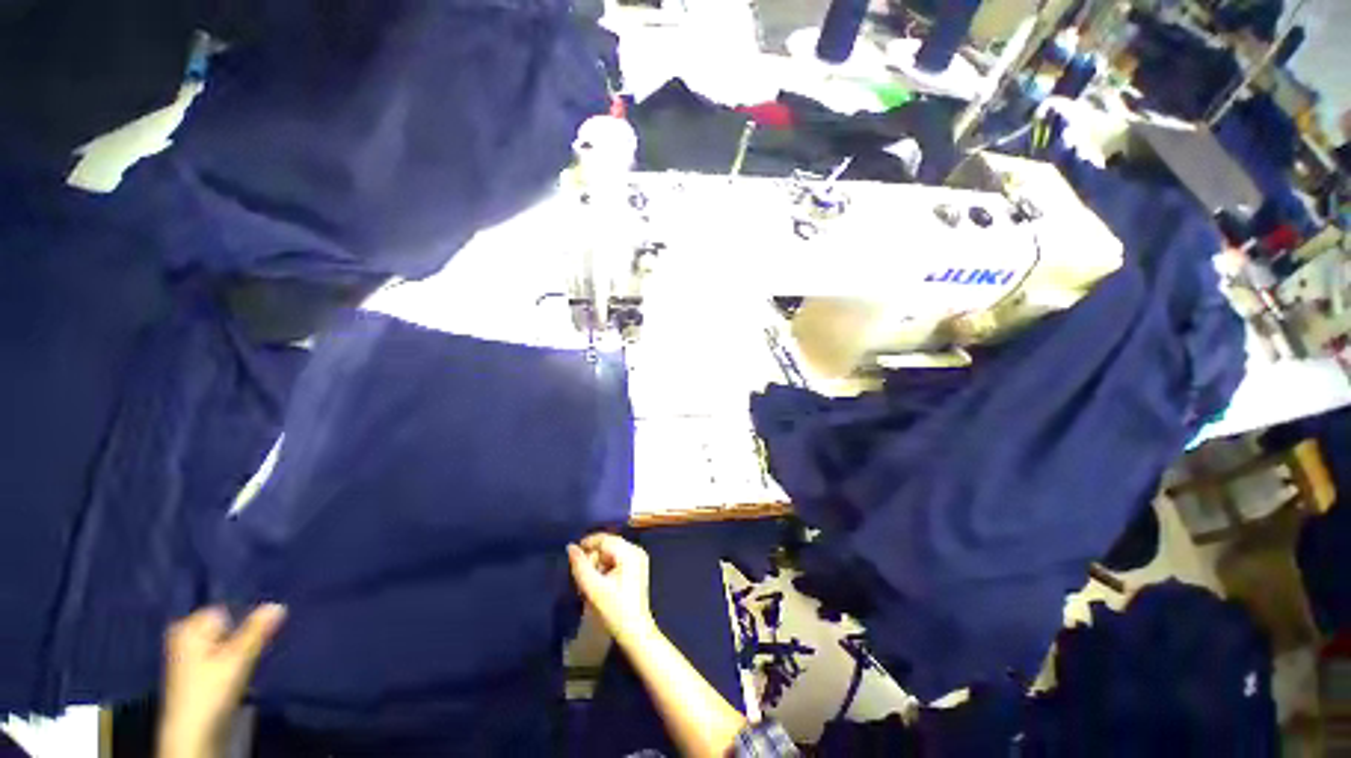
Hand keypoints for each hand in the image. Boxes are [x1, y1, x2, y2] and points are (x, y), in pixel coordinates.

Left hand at [158, 605, 285, 757]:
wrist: (193, 736)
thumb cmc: (210, 692)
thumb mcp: (238, 659)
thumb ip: (257, 631)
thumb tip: (279, 604)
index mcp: (188, 627)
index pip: (226, 608)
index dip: (248, 615)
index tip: (265, 626)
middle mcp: (184, 636)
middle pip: (225, 626)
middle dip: (245, 631)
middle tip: (264, 639)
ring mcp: (189, 658)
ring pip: (225, 643)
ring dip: (242, 648)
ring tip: (256, 657)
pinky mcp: (198, 675)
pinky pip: (222, 657)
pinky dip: (236, 661)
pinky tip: (245, 671)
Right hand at [568, 533, 654, 647]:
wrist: (635, 632)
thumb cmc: (615, 610)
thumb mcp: (593, 588)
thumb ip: (580, 566)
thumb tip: (571, 547)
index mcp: (629, 552)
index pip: (603, 539)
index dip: (586, 547)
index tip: (573, 562)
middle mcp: (636, 550)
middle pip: (607, 544)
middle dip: (592, 558)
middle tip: (582, 578)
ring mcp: (638, 558)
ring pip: (610, 552)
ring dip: (597, 564)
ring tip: (589, 584)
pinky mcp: (637, 567)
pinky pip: (616, 559)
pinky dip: (605, 568)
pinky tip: (599, 584)